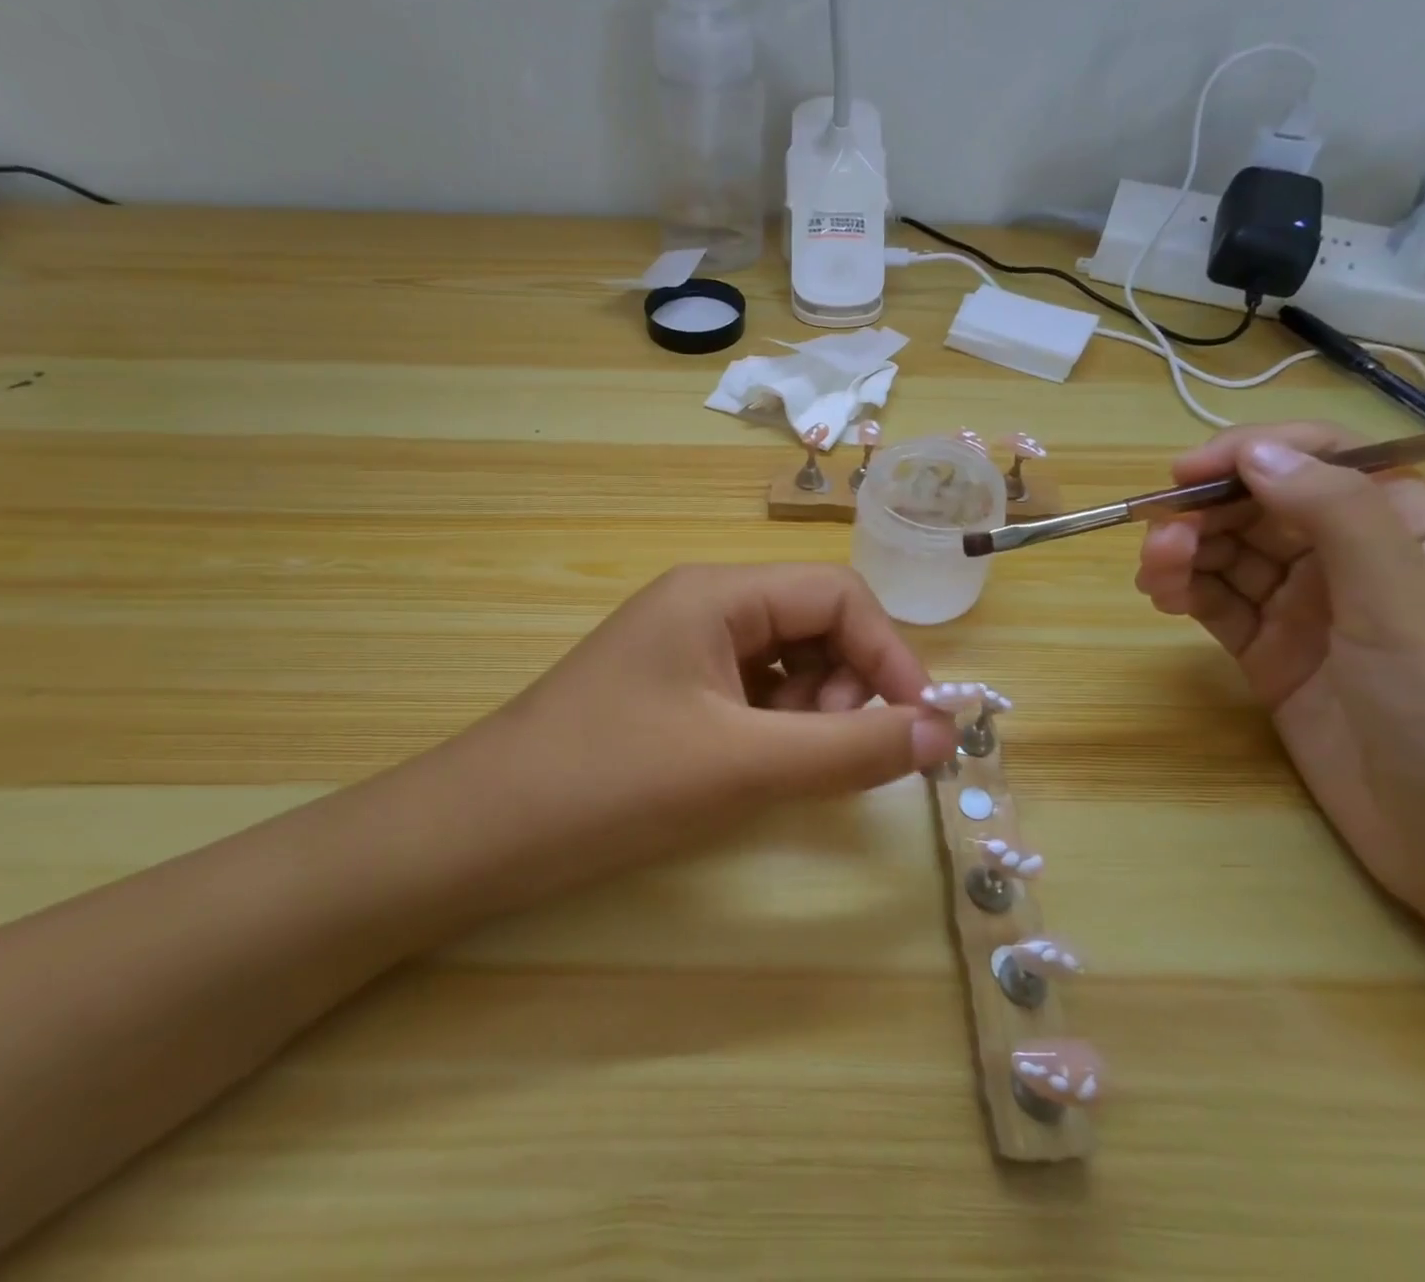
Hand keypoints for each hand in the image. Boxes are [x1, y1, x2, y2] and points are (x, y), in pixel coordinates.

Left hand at [439, 563, 959, 904]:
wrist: (479, 833)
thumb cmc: (611, 784)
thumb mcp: (742, 766)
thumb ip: (850, 749)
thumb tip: (945, 733)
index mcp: (717, 593)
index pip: (837, 595)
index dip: (888, 654)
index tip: (918, 727)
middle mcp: (703, 605)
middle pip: (813, 624)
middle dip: (846, 685)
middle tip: (836, 753)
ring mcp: (683, 648)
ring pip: (785, 662)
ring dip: (813, 710)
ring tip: (791, 766)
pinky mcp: (670, 690)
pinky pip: (750, 693)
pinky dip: (776, 727)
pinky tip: (760, 768)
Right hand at [1133, 423, 1424, 917]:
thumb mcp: (1404, 601)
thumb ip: (1333, 515)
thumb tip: (1255, 452)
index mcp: (1405, 530)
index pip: (1321, 462)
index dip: (1252, 455)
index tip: (1185, 475)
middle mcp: (1351, 562)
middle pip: (1260, 509)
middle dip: (1205, 514)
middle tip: (1158, 541)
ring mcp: (1308, 612)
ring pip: (1229, 557)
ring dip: (1184, 553)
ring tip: (1152, 576)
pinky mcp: (1271, 656)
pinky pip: (1217, 605)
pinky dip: (1185, 592)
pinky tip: (1163, 596)